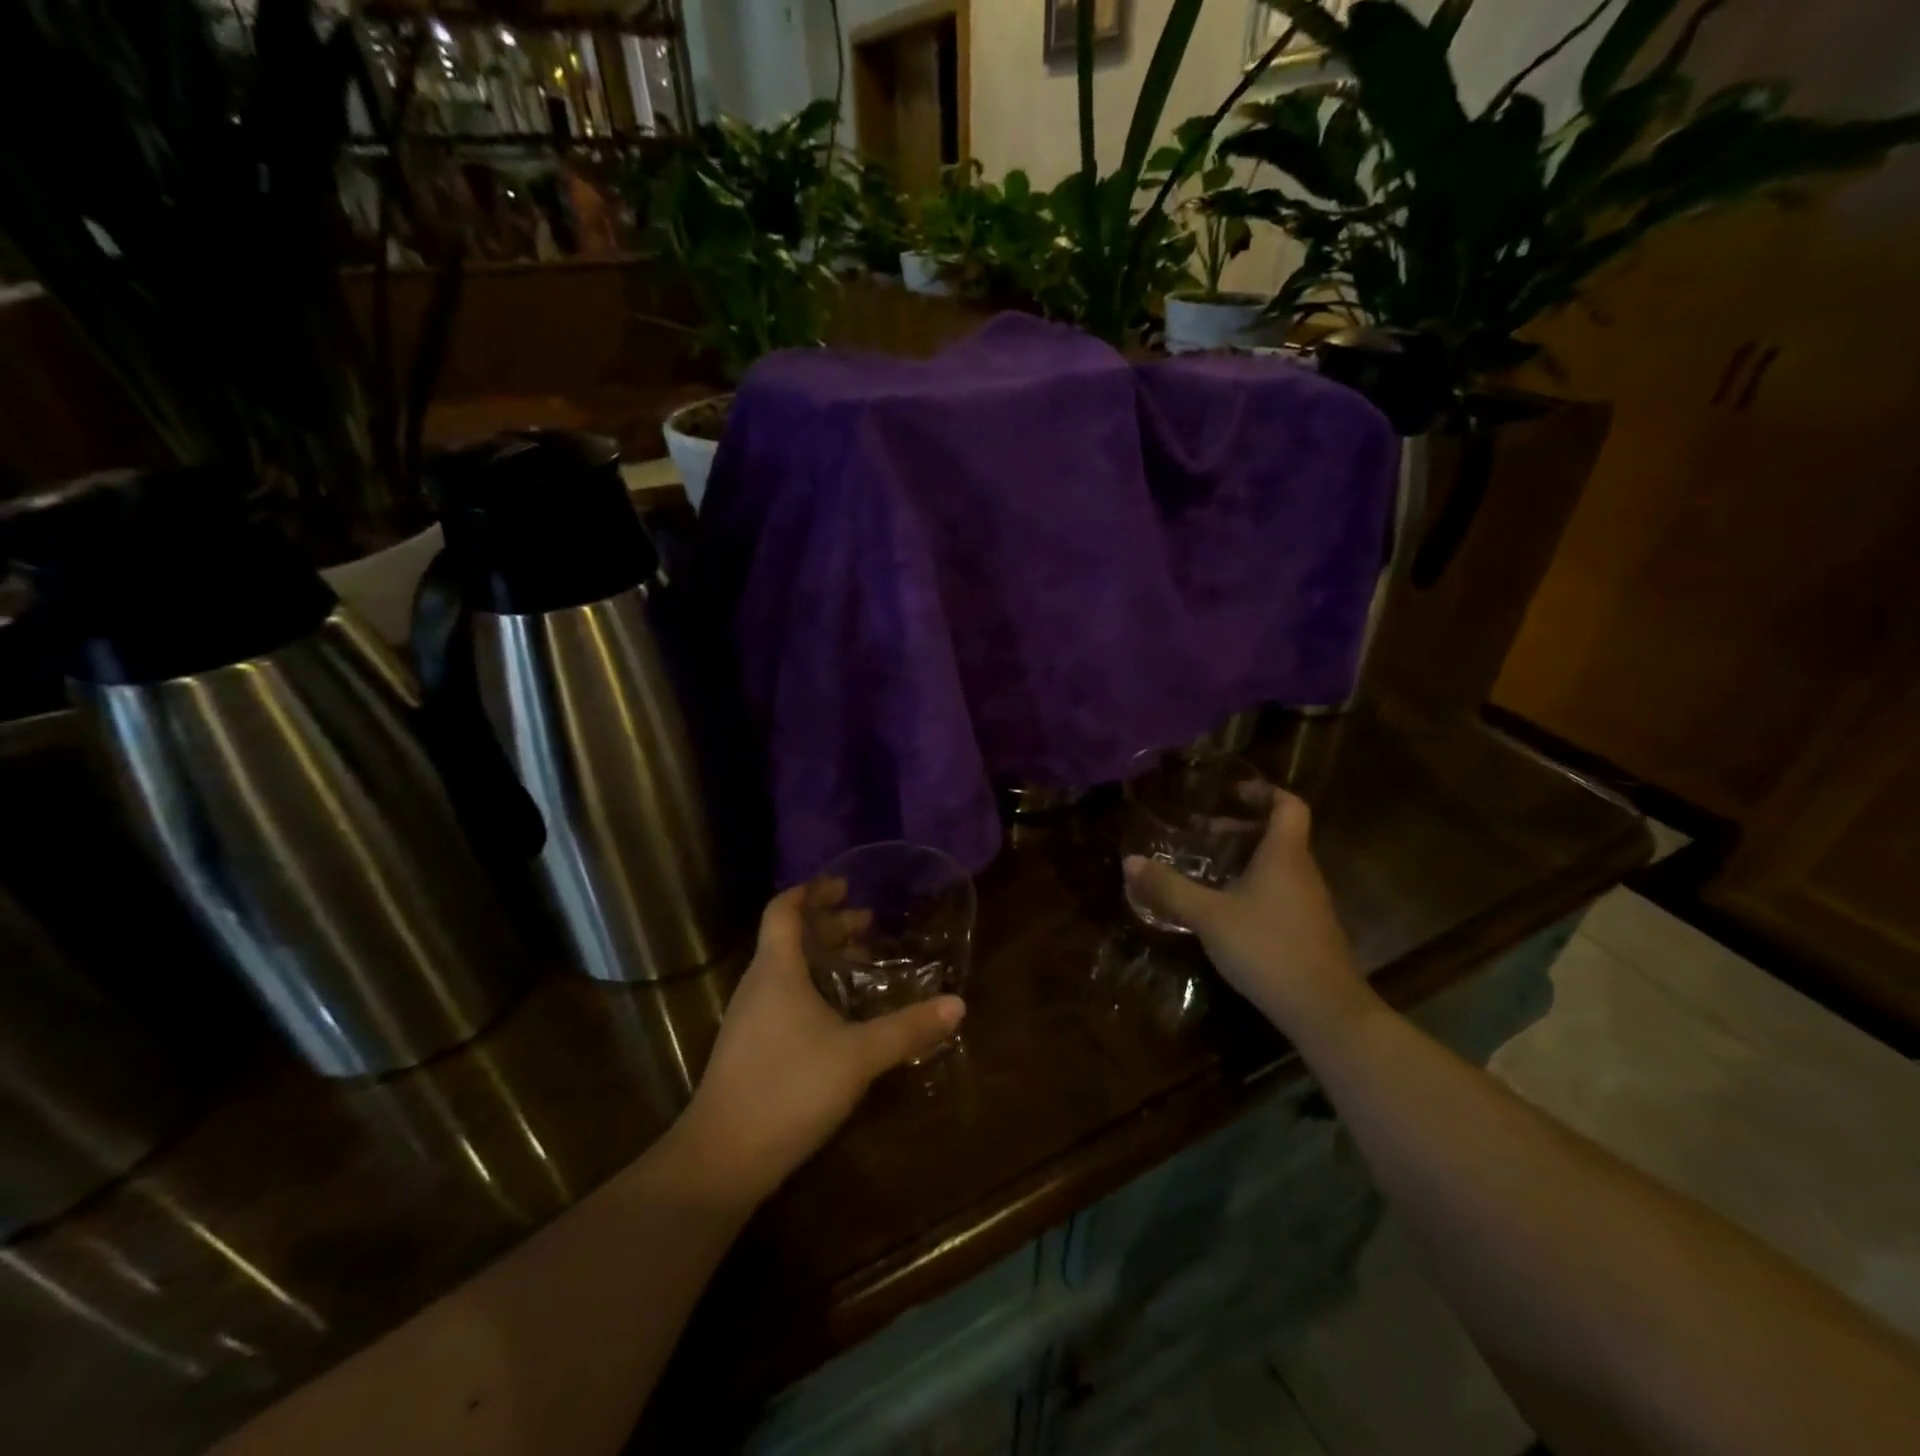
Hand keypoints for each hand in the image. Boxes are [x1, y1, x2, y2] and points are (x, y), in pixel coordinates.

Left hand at [672, 885, 964, 1208]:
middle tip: (868, 925)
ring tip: (861, 964)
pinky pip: (781, 997)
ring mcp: (749, 1018)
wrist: (722, 1159)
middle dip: (828, 925)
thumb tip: (958, 1004)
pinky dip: (811, 988)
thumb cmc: (789, 1088)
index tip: (844, 885)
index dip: (811, 892)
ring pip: (785, 969)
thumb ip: (908, 1028)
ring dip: (821, 958)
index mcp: (776, 970)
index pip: (784, 910)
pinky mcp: (749, 1048)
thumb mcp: (858, 1056)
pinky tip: (838, 1015)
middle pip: (788, 937)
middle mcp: (758, 985)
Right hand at [1123, 789, 1374, 1045]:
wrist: (1324, 1011)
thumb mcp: (1209, 917)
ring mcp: (1309, 903)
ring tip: (1208, 868)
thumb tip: (1130, 862)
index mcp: (1284, 855)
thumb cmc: (1267, 948)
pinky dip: (1253, 887)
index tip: (1232, 792)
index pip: (1288, 805)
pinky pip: (1279, 892)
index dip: (1264, 791)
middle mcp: (1302, 871)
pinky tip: (1226, 909)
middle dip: (1241, 828)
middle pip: (1279, 834)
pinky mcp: (1307, 930)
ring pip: (1278, 866)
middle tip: (1203, 833)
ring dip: (1246, 859)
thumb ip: (1170, 888)